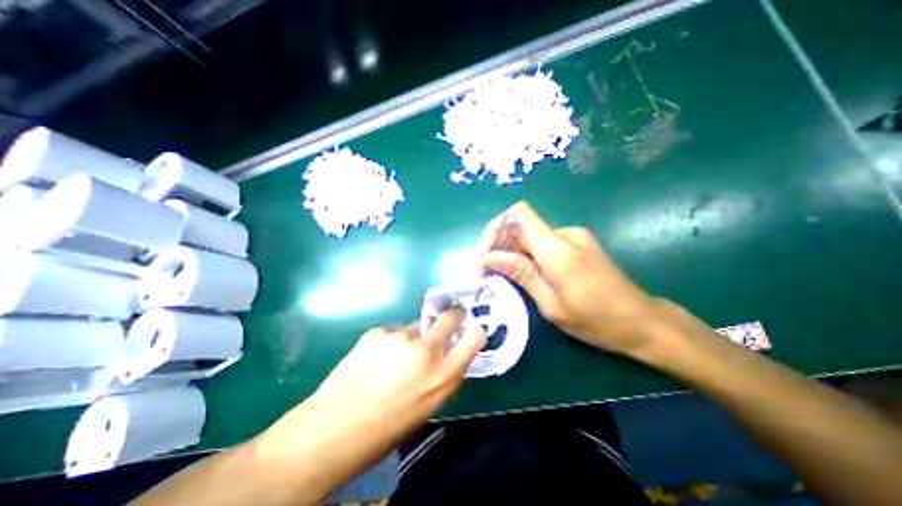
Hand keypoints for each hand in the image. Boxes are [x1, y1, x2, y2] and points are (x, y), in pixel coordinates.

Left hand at [253, 310, 485, 499]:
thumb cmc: (385, 430)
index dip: (474, 331)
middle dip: (452, 316)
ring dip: (412, 338)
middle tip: (446, 321)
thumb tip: (448, 352)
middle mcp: (426, 352)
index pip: (474, 339)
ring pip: (417, 327)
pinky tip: (373, 359)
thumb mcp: (427, 407)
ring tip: (392, 359)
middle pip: (450, 317)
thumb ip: (442, 376)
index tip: (471, 329)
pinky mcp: (377, 332)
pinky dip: (389, 342)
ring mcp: (401, 337)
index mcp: (442, 378)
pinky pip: (393, 332)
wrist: (331, 431)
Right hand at [483, 202, 663, 355]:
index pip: (519, 215)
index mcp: (558, 249)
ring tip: (503, 276)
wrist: (642, 322)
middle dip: (499, 245)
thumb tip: (488, 257)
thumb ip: (521, 274)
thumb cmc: (597, 321)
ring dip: (512, 251)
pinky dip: (527, 254)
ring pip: (530, 235)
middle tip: (486, 272)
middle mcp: (565, 234)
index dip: (496, 228)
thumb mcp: (551, 304)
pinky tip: (526, 274)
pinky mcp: (578, 243)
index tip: (485, 255)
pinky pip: (543, 242)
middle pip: (520, 225)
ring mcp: (574, 236)